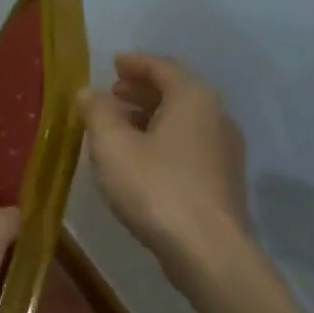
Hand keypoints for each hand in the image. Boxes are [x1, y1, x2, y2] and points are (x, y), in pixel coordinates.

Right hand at [77, 53, 253, 273]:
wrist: (208, 250)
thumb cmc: (156, 188)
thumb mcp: (113, 146)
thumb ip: (97, 112)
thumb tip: (88, 91)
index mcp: (193, 98)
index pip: (162, 67)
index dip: (135, 63)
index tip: (114, 63)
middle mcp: (216, 116)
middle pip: (177, 92)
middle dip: (142, 90)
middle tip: (113, 94)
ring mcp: (225, 150)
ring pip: (184, 121)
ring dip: (152, 117)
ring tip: (121, 127)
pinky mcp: (223, 180)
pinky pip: (189, 145)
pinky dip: (164, 140)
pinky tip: (142, 159)